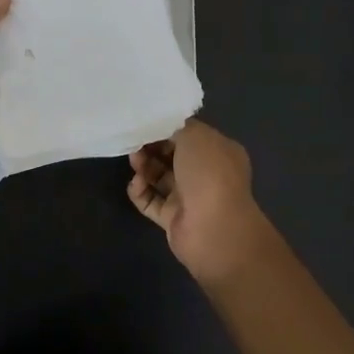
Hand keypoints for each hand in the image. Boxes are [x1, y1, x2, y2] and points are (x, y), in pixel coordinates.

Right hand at [128, 121, 279, 287]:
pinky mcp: (173, 218)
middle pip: (172, 156)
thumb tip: (162, 130)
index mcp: (218, 151)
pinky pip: (151, 201)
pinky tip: (135, 184)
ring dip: (144, 167)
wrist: (213, 229)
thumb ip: (175, 127)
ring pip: (160, 178)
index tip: (146, 124)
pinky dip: (141, 192)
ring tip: (134, 162)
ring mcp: (189, 198)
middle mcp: (206, 174)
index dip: (167, 129)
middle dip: (152, 148)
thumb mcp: (195, 136)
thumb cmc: (209, 174)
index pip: (189, 135)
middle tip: (135, 143)